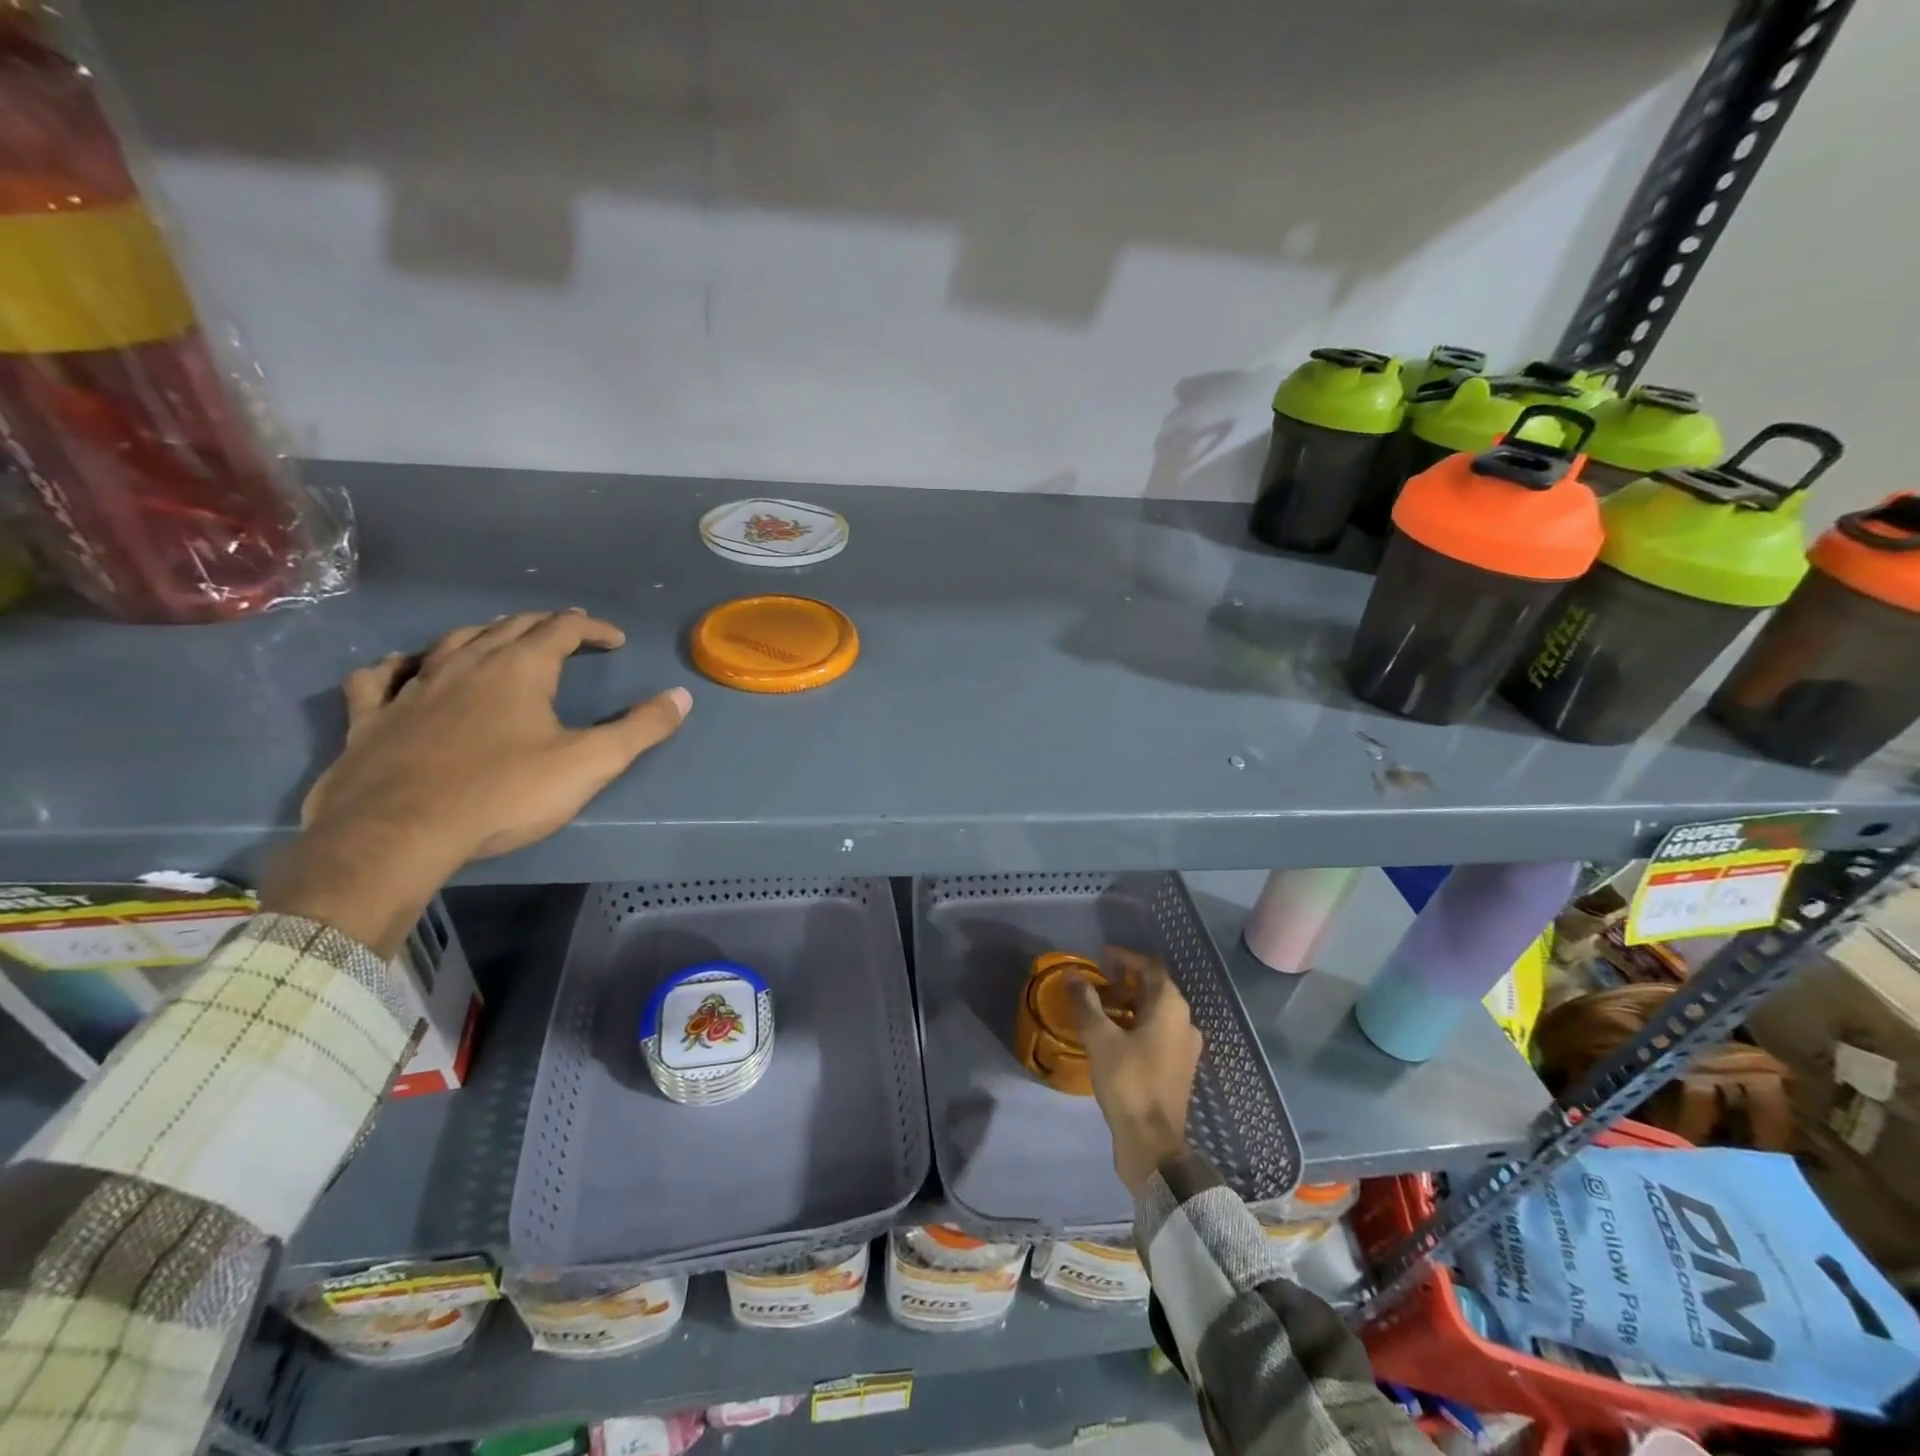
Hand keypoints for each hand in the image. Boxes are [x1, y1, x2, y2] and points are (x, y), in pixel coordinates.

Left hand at [268, 610, 690, 955]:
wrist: (396, 834)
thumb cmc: (503, 795)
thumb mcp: (589, 764)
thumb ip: (640, 729)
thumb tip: (681, 696)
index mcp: (520, 669)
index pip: (563, 629)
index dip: (593, 629)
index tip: (616, 640)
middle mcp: (466, 664)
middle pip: (510, 627)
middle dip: (545, 624)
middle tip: (567, 631)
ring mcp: (412, 687)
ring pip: (452, 642)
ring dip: (484, 633)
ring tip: (501, 636)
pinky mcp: (371, 718)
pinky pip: (381, 676)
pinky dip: (399, 664)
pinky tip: (404, 667)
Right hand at [1071, 948, 1202, 1196]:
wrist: (1152, 1142)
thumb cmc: (1128, 1081)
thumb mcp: (1100, 1038)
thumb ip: (1086, 1002)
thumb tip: (1072, 975)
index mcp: (1171, 1008)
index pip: (1150, 968)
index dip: (1126, 958)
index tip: (1102, 956)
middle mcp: (1184, 1022)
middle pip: (1154, 990)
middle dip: (1124, 982)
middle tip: (1095, 983)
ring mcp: (1184, 1048)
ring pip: (1155, 1013)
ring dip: (1128, 1005)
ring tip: (1098, 1009)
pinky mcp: (1178, 1068)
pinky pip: (1157, 1034)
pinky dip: (1136, 1026)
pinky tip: (1112, 1037)